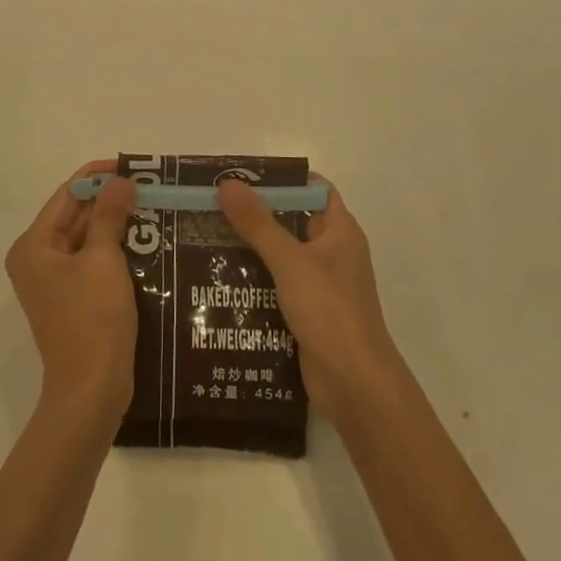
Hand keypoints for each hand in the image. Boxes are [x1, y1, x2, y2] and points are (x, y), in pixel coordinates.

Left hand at [5, 163, 137, 422]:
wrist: (92, 391)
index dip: (98, 176)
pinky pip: (94, 262)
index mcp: (34, 245)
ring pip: (88, 239)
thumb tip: (120, 180)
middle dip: (111, 201)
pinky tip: (147, 241)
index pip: (67, 195)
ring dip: (117, 225)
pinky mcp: (73, 299)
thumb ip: (109, 214)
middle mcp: (37, 259)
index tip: (133, 166)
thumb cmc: (93, 319)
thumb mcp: (103, 260)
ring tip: (155, 208)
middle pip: (76, 216)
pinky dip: (116, 250)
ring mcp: (54, 281)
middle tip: (151, 187)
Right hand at [218, 177, 401, 425]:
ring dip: (249, 249)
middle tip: (211, 206)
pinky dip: (252, 281)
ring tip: (206, 238)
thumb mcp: (291, 261)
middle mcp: (331, 253)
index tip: (241, 175)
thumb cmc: (330, 311)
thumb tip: (228, 183)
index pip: (313, 189)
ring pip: (280, 256)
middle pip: (291, 221)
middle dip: (254, 214)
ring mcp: (320, 285)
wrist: (355, 385)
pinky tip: (218, 280)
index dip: (282, 178)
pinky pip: (275, 286)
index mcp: (340, 231)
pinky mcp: (306, 313)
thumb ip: (258, 223)